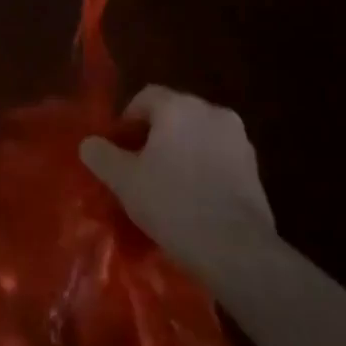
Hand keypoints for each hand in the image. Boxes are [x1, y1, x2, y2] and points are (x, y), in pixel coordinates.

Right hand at [79, 86, 275, 259]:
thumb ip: (100, 154)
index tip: (117, 149)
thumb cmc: (172, 203)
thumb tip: (90, 143)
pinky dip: (202, 168)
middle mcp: (213, 112)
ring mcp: (239, 140)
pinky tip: (191, 198)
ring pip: (197, 136)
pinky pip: (217, 157)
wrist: (235, 248)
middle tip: (137, 167)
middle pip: (173, 114)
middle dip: (153, 135)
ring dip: (179, 151)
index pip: (145, 96)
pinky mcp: (255, 168)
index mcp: (179, 107)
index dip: (126, 119)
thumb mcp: (122, 180)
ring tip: (164, 185)